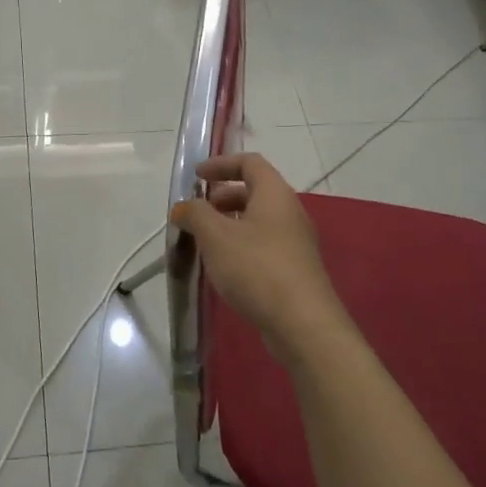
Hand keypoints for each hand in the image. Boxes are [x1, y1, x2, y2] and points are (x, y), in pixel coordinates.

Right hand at [170, 154, 347, 362]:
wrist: (303, 324)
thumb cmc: (257, 268)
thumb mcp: (216, 236)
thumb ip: (195, 215)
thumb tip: (182, 207)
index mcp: (275, 194)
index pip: (250, 162)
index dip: (221, 163)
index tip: (196, 176)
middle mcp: (290, 211)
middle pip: (255, 190)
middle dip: (222, 197)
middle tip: (197, 213)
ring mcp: (296, 242)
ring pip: (259, 220)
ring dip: (230, 223)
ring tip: (204, 242)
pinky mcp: (295, 269)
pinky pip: (264, 244)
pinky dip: (241, 244)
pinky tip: (224, 267)